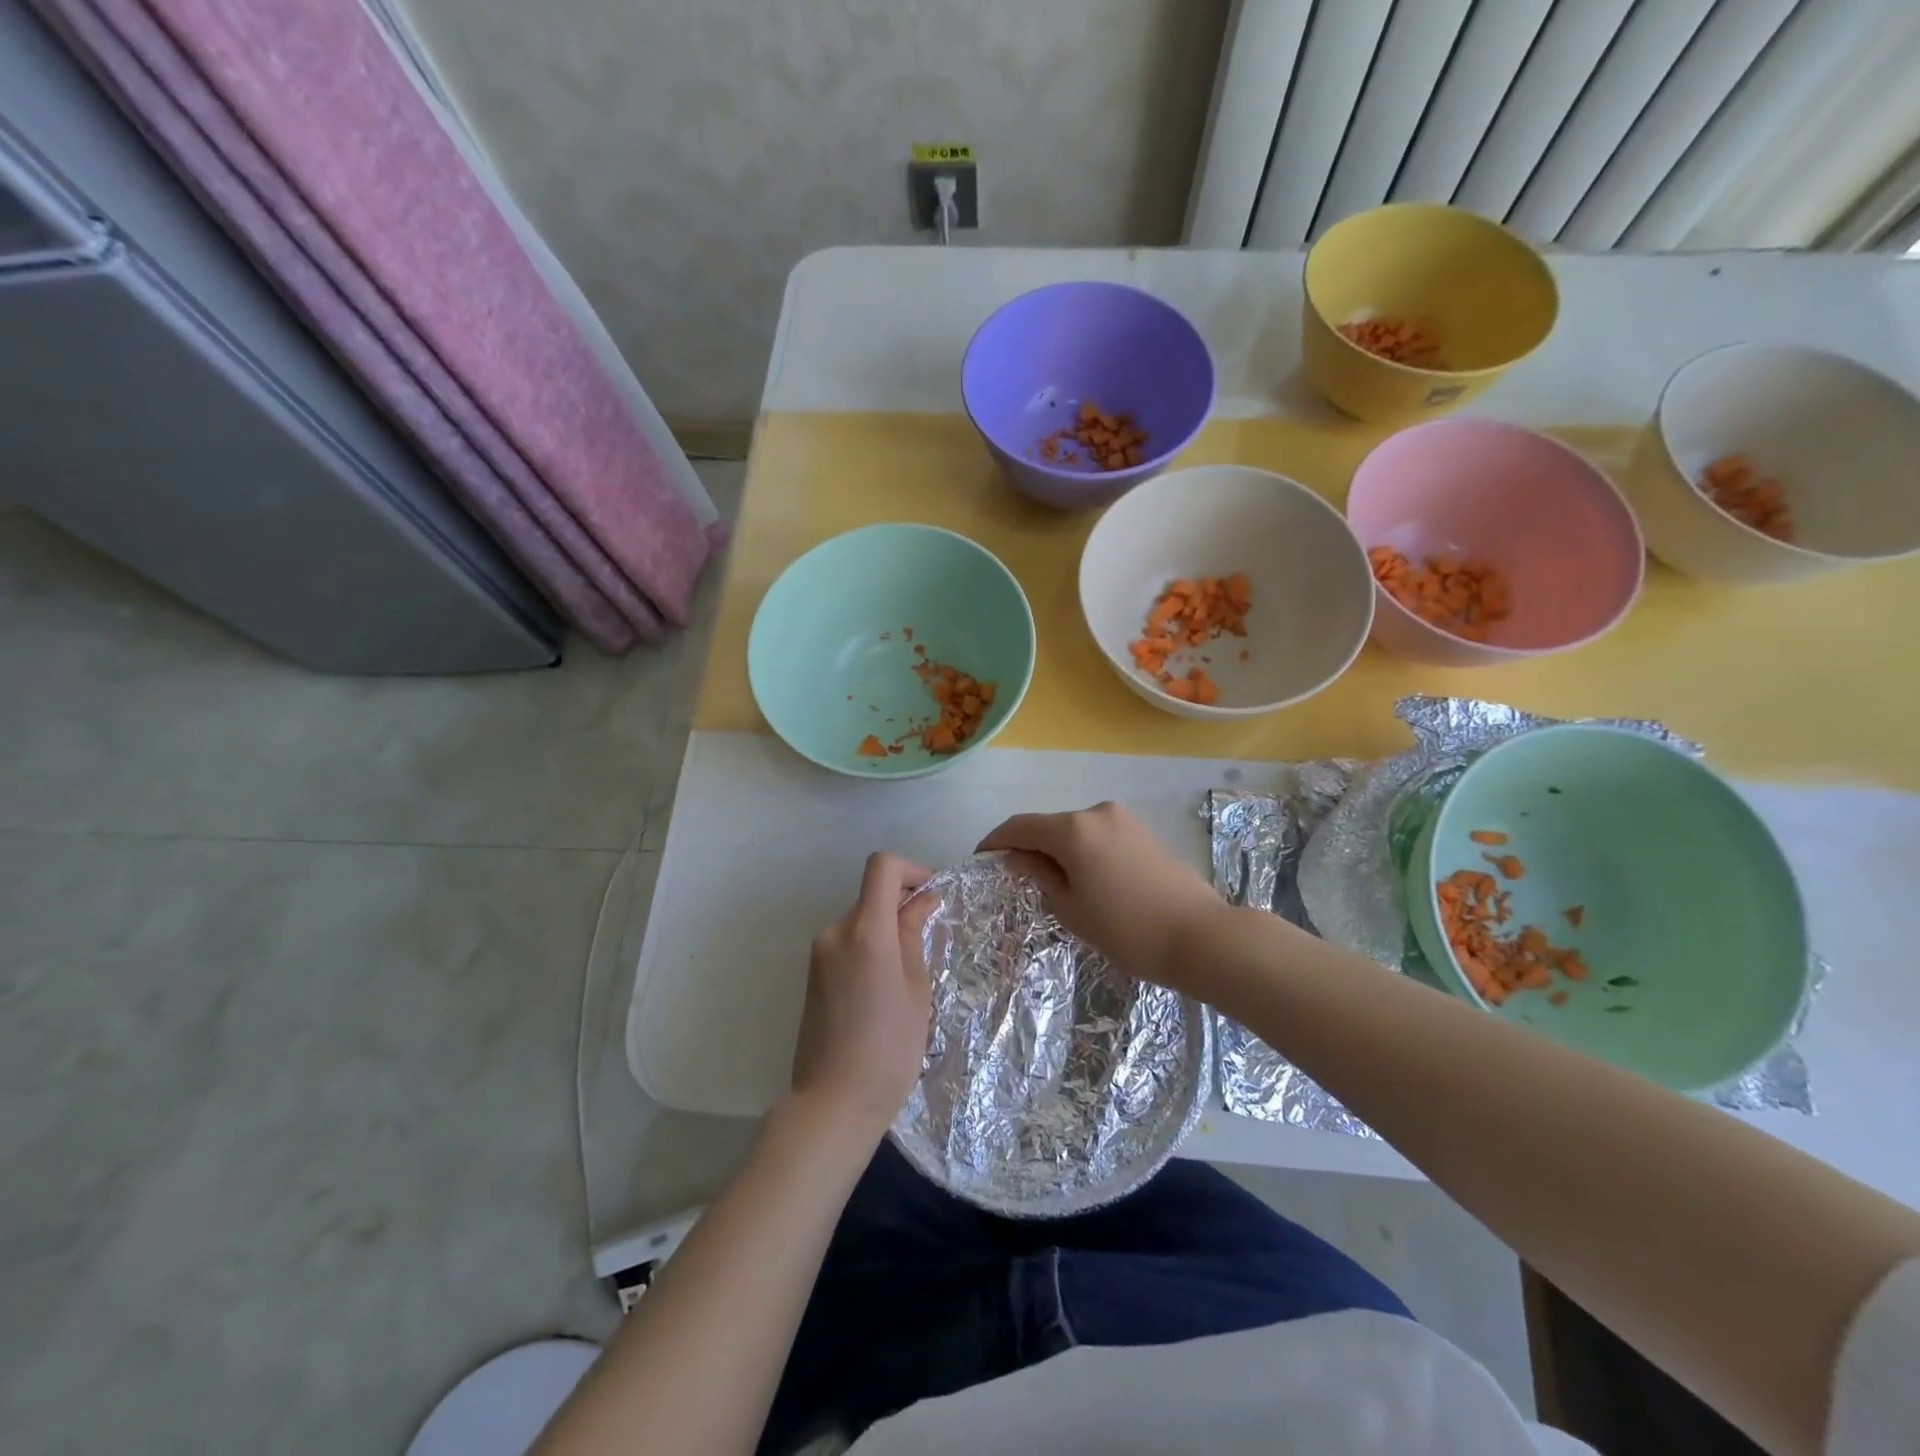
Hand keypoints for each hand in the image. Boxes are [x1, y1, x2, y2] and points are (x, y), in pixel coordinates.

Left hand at [790, 852, 936, 1137]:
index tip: (932, 895)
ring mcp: (819, 953)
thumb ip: (914, 936)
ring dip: (886, 930)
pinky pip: (847, 944)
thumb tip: (921, 901)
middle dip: (902, 907)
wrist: (833, 1103)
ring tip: (908, 976)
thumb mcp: (916, 990)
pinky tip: (883, 990)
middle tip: (929, 942)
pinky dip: (869, 948)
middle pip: (872, 896)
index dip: (911, 870)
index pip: (882, 867)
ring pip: (861, 921)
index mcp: (866, 931)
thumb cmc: (889, 1049)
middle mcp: (836, 932)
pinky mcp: (813, 974)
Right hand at [979, 802, 1224, 989]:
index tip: (981, 857)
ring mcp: (1124, 820)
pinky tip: (1088, 880)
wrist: (1201, 937)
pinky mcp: (1144, 832)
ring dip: (1059, 851)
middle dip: (1030, 848)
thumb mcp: (1071, 908)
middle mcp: (1097, 813)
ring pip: (1077, 831)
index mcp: (1073, 829)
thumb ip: (1039, 875)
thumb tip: (1018, 857)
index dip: (996, 841)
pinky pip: (1100, 836)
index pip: (1020, 827)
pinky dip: (1084, 852)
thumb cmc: (1127, 929)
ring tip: (1055, 885)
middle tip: (1019, 879)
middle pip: (1050, 826)